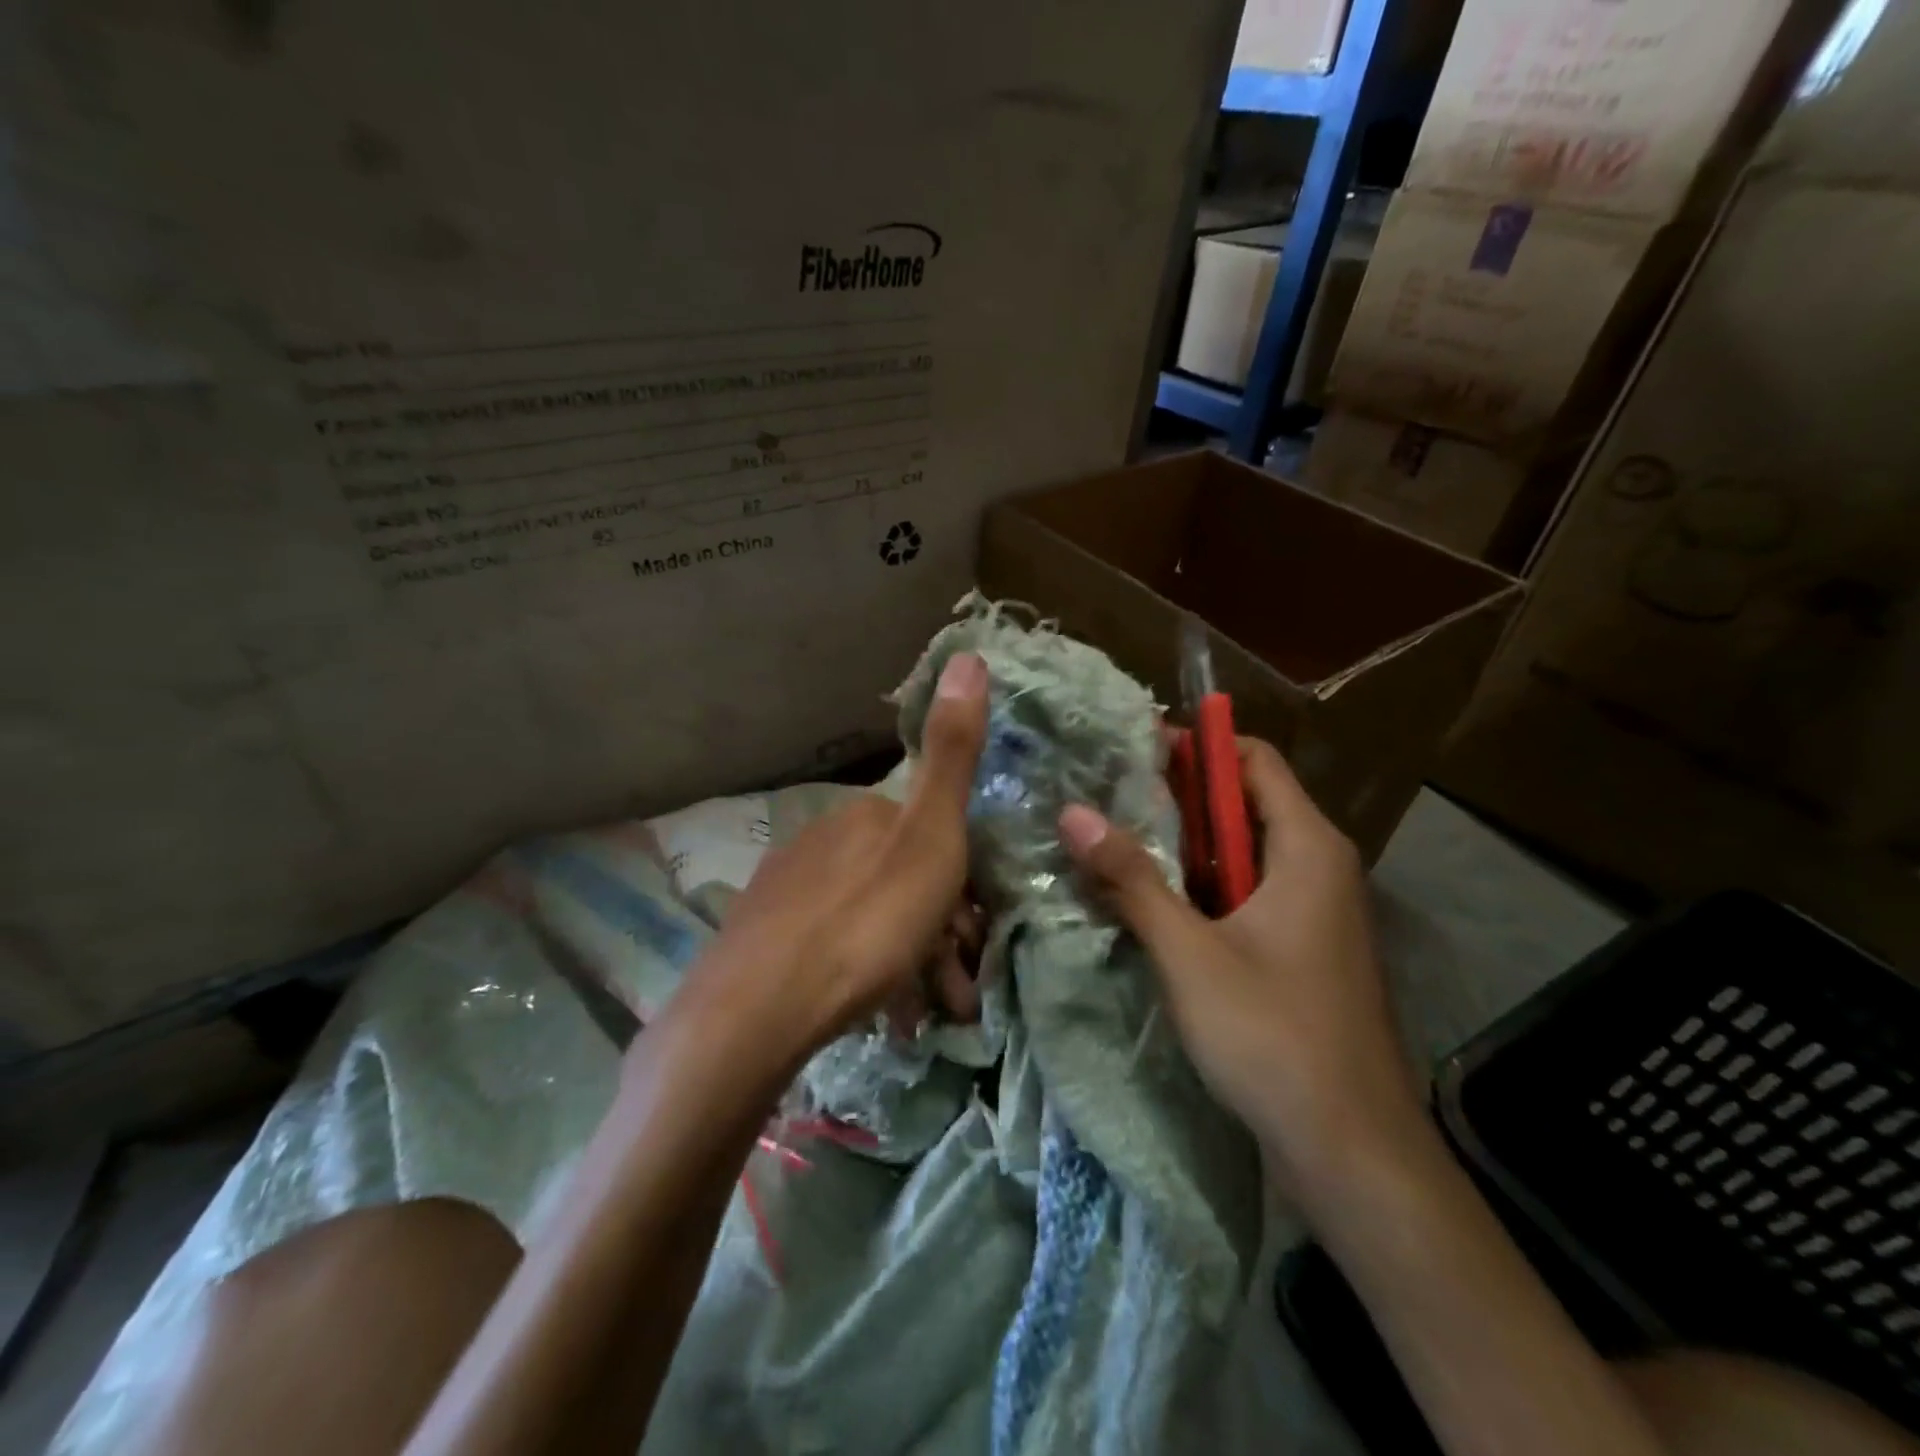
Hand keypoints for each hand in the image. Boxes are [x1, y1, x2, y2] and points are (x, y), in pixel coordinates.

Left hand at [681, 651, 989, 1060]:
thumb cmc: (866, 922)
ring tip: (927, 1013)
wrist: (758, 1009)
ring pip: (870, 916)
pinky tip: (881, 1013)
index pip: (930, 835)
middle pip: (901, 879)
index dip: (962, 883)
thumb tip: (969, 653)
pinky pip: (834, 946)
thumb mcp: (929, 836)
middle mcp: (824, 839)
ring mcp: (788, 888)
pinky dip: (867, 973)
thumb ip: (952, 752)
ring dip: (909, 960)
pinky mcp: (763, 937)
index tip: (978, 935)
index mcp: (866, 815)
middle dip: (939, 931)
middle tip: (960, 989)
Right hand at [1056, 738, 1422, 1187]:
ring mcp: (1314, 911)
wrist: (1353, 1151)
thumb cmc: (1273, 1034)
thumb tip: (1072, 812)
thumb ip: (1131, 878)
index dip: (1195, 747)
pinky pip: (1247, 894)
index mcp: (1307, 847)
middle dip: (1177, 797)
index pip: (1252, 760)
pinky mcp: (1302, 950)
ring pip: (1241, 854)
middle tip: (1105, 797)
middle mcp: (1319, 866)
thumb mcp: (1188, 951)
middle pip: (1244, 804)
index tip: (1129, 751)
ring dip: (1183, 847)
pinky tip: (1150, 903)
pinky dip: (1201, 887)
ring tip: (1113, 841)